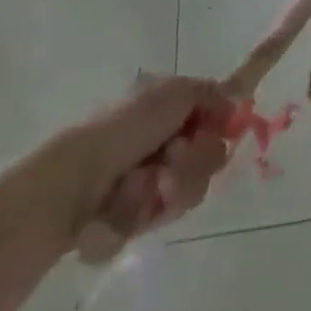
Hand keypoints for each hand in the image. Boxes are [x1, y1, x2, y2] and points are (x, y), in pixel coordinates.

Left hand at [37, 75, 231, 261]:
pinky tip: (127, 205)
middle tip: (172, 161)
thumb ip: (211, 93)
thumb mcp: (175, 93)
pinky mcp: (137, 218)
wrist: (73, 184)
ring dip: (171, 187)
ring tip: (143, 187)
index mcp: (169, 109)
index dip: (222, 125)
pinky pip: (162, 217)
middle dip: (195, 161)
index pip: (216, 117)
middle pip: (210, 156)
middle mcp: (164, 142)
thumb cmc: (124, 128)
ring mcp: (151, 181)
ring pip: (191, 189)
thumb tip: (236, 104)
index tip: (223, 129)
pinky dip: (147, 211)